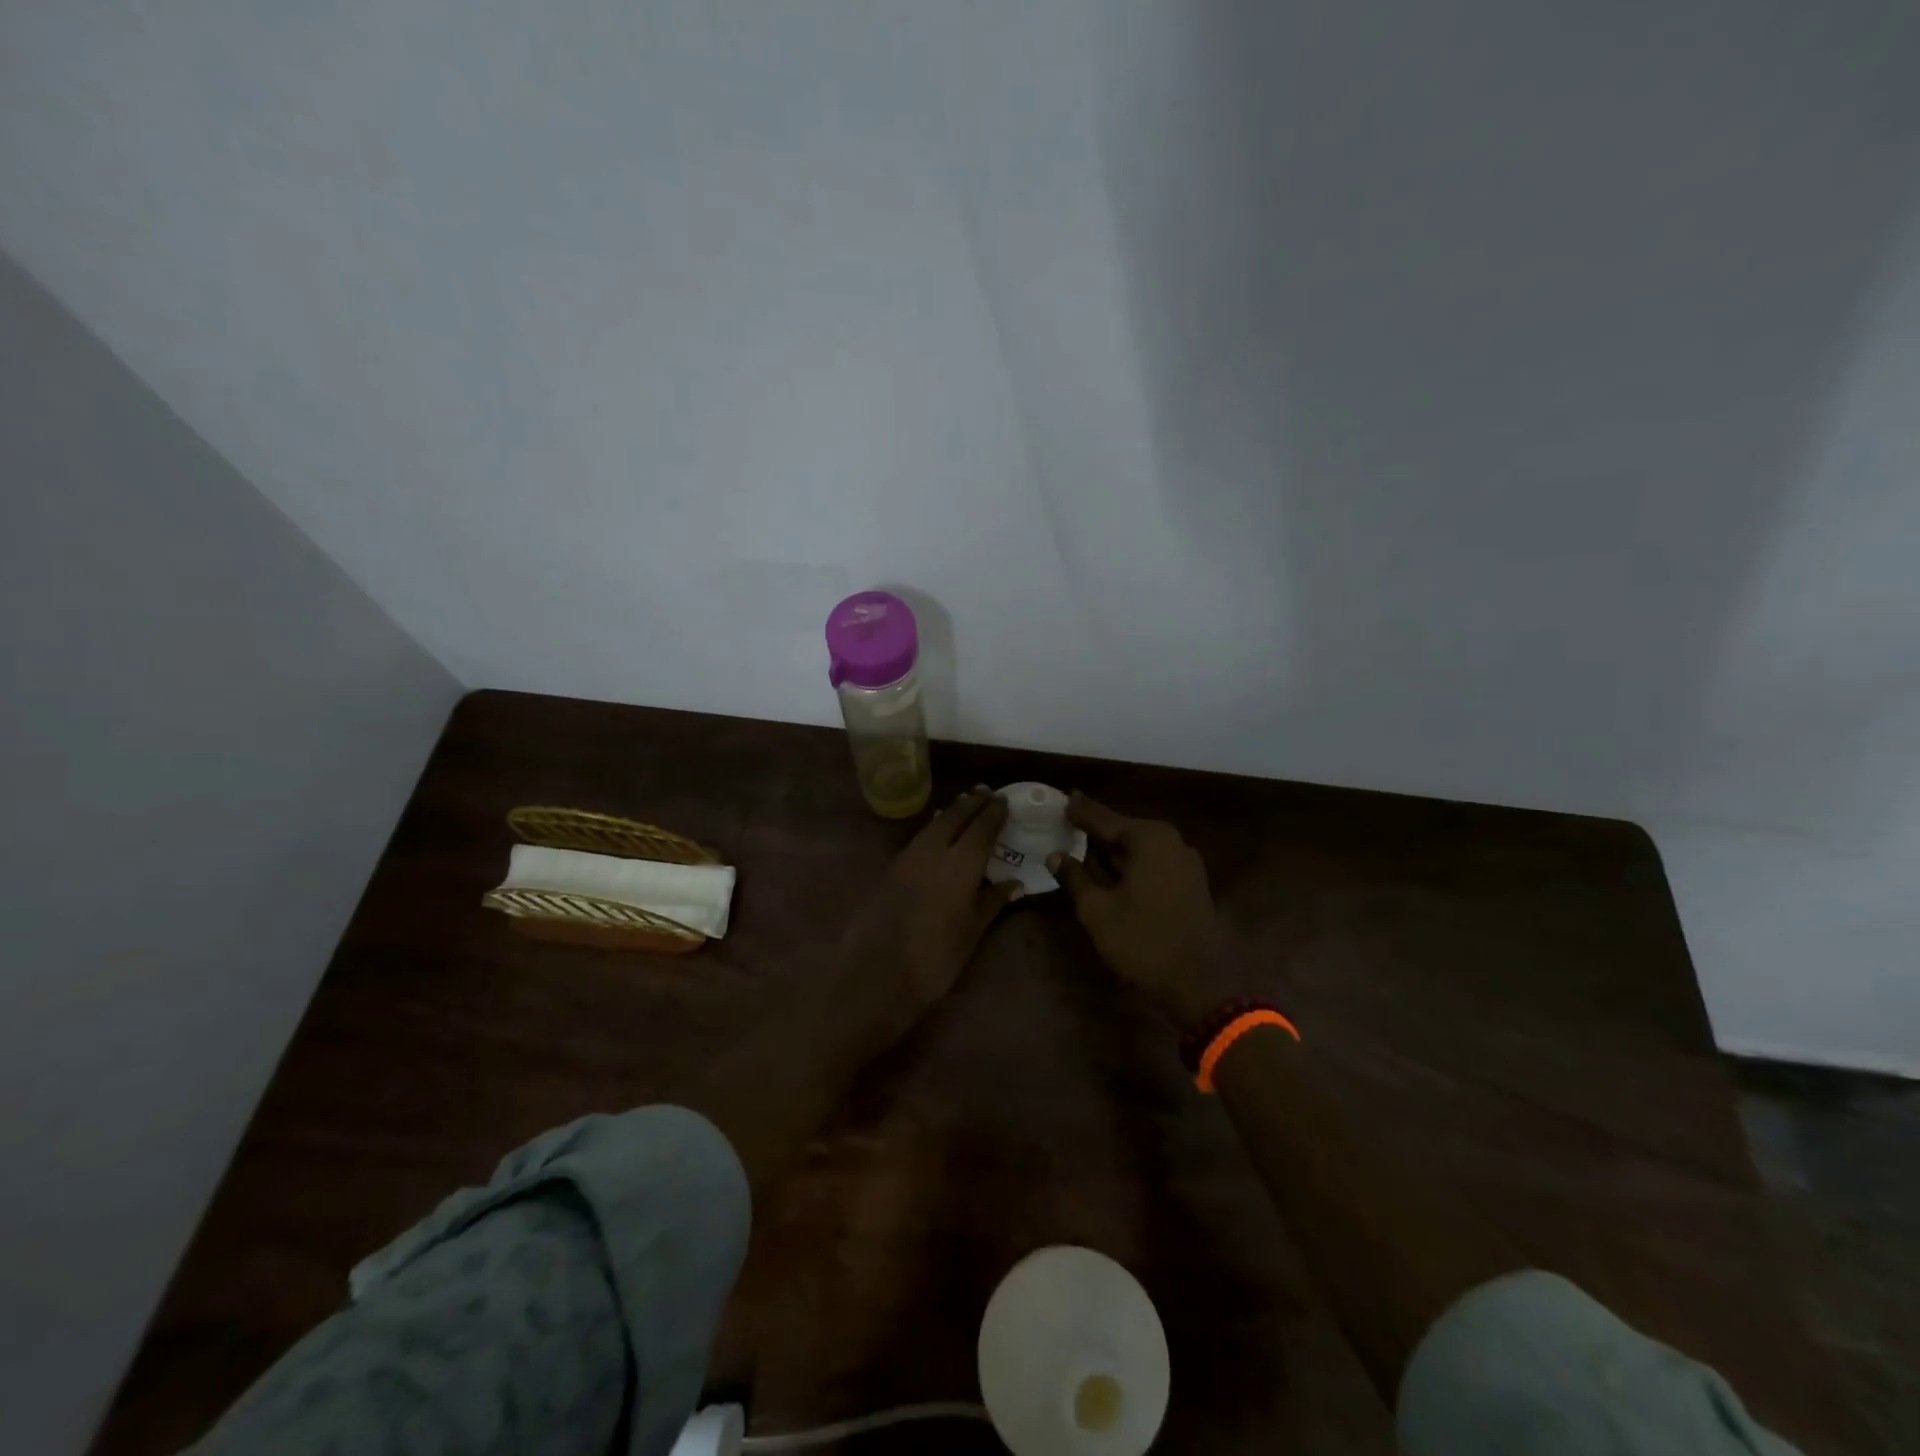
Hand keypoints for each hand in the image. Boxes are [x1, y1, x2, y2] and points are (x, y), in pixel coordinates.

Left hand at [846, 787, 1023, 1029]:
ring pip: (932, 824)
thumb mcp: (971, 932)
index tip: (1003, 800)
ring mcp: (907, 858)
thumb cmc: (934, 958)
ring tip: (965, 805)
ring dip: (951, 812)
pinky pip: (918, 839)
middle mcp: (932, 852)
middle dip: (971, 803)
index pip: (981, 828)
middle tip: (985, 793)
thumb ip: (992, 901)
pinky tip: (938, 834)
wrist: (876, 975)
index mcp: (959, 864)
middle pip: (954, 816)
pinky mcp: (890, 869)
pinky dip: (933, 829)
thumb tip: (1015, 882)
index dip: (993, 813)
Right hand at [1050, 794, 1240, 1030]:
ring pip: (1140, 849)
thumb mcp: (1098, 910)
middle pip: (1124, 831)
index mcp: (1149, 838)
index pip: (1104, 819)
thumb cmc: (1143, 941)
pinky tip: (1111, 873)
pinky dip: (1131, 865)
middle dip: (1097, 830)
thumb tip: (1055, 855)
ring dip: (1113, 850)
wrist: (1200, 984)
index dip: (1080, 812)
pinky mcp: (1192, 883)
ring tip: (1084, 847)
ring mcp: (1186, 863)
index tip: (1063, 799)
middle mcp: (1172, 841)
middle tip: (1069, 823)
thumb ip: (1075, 877)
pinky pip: (1153, 863)